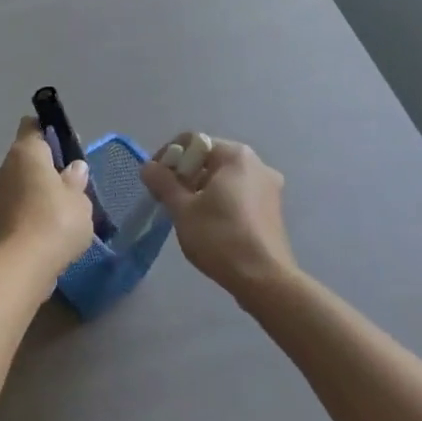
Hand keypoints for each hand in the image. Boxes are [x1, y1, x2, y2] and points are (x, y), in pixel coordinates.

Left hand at [0, 118, 95, 281]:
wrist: (21, 267)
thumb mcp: (79, 199)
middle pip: (26, 157)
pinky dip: (29, 211)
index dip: (49, 132)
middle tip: (71, 184)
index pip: (32, 127)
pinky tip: (48, 228)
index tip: (67, 149)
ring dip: (36, 191)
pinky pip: (15, 206)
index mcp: (24, 152)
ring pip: (19, 183)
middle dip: (46, 166)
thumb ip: (76, 180)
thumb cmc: (55, 222)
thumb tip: (74, 167)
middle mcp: (3, 167)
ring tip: (62, 210)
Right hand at [140, 133, 296, 295]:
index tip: (153, 180)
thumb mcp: (183, 209)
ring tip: (184, 213)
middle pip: (209, 158)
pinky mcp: (272, 209)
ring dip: (200, 189)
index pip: (193, 141)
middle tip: (165, 197)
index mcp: (236, 156)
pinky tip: (207, 223)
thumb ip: (163, 182)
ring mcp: (269, 187)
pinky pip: (238, 194)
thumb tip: (148, 167)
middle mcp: (257, 164)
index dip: (168, 156)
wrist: (264, 279)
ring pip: (224, 178)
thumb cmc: (220, 237)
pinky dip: (219, 200)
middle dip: (184, 174)